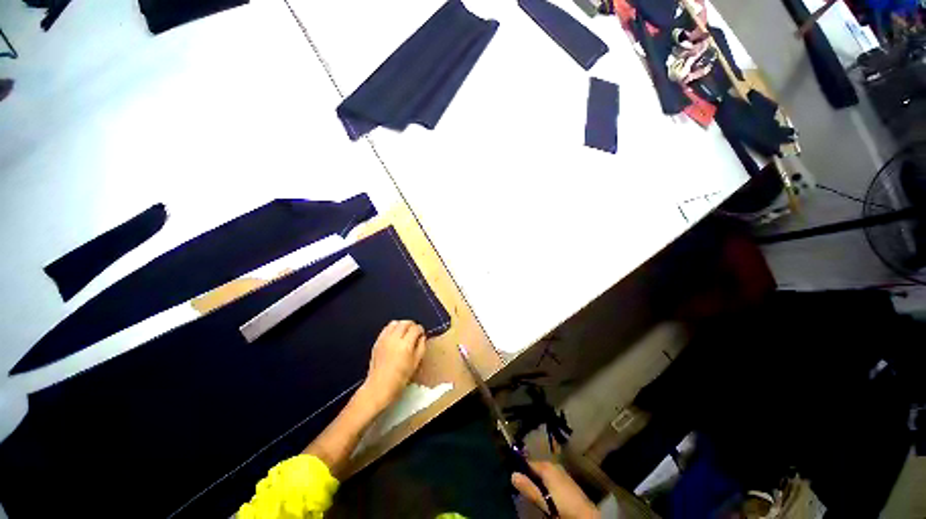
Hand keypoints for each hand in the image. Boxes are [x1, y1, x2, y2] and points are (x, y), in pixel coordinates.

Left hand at [361, 320, 426, 410]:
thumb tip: (422, 337)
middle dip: (412, 325)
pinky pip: (386, 328)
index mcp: (406, 345)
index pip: (415, 328)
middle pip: (405, 323)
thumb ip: (421, 347)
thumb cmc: (400, 378)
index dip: (420, 329)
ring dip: (402, 325)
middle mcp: (395, 338)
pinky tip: (395, 336)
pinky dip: (392, 328)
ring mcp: (384, 339)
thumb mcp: (416, 363)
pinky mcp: (377, 341)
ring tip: (404, 332)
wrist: (379, 386)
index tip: (421, 334)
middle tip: (414, 332)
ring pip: (395, 323)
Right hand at [512, 460, 599, 518]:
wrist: (586, 516)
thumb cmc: (562, 505)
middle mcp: (554, 465)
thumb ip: (528, 487)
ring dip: (538, 482)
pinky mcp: (567, 482)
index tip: (514, 478)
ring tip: (533, 493)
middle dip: (530, 477)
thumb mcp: (543, 499)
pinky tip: (547, 495)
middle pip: (537, 469)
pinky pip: (552, 479)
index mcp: (547, 466)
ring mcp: (562, 473)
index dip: (521, 470)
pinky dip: (547, 485)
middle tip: (523, 488)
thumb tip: (512, 474)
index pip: (528, 463)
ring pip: (544, 475)